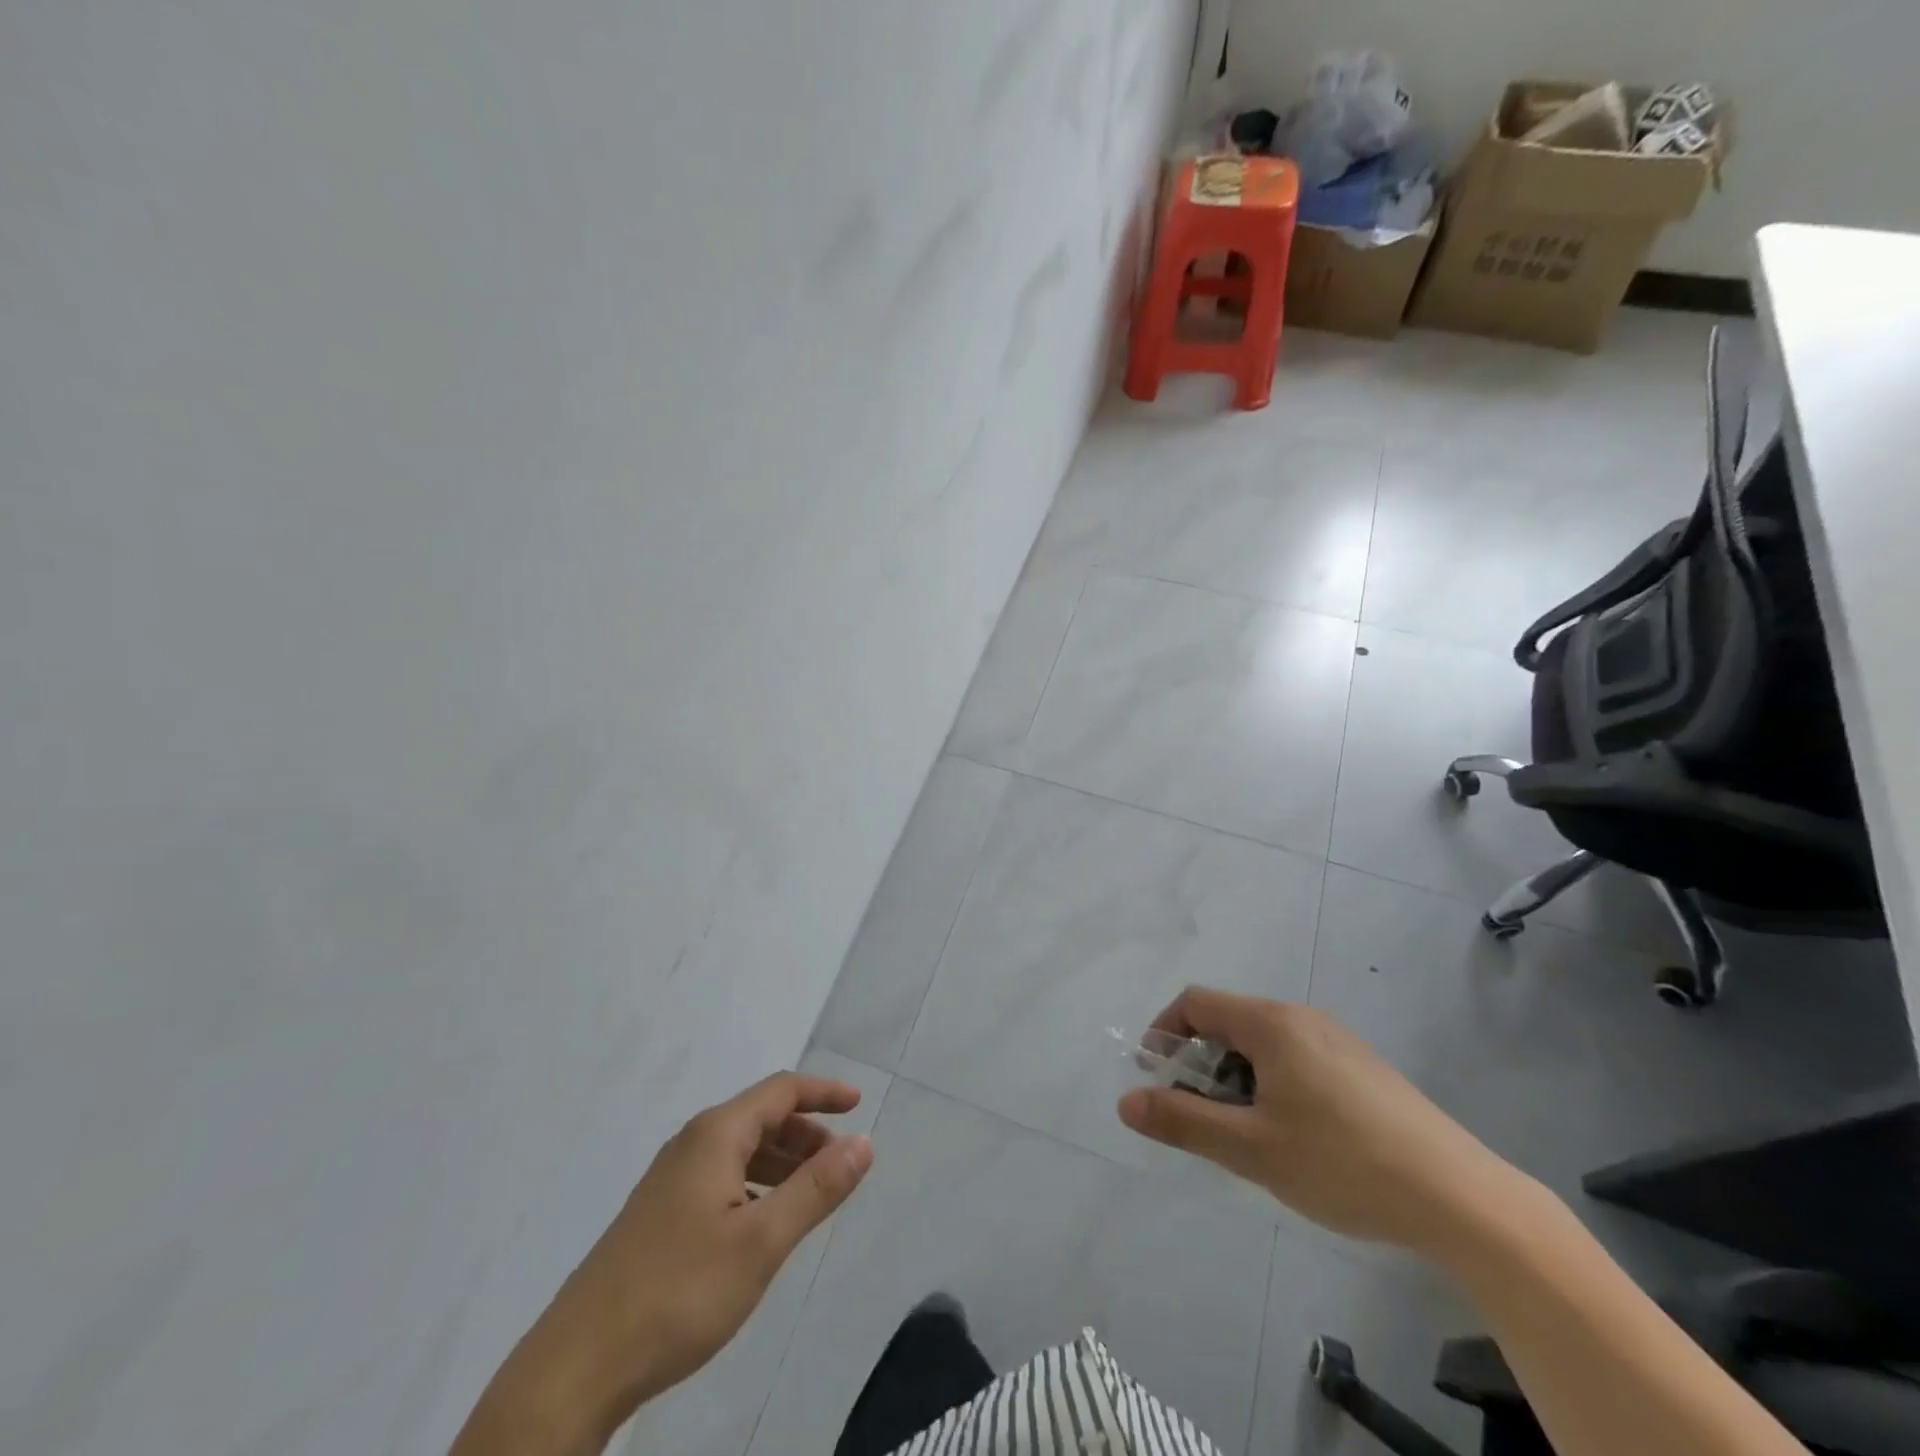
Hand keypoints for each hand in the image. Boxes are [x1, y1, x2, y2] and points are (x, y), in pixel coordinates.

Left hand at [453, 1073, 873, 1455]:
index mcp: (715, 1135)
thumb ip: (816, 1189)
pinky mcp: (657, 1215)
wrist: (575, 1368)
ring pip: (740, 1150)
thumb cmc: (678, 1293)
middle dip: (806, 1133)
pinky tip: (761, 1224)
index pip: (781, 1090)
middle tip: (840, 1165)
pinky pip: (721, 1178)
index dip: (823, 1093)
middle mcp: (691, 1144)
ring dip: (781, 1161)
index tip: (859, 1104)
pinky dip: (755, 1185)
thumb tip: (864, 1141)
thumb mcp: (761, 1241)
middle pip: (761, 1117)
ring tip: (810, 1196)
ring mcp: (669, 1180)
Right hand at [1116, 988, 1520, 1255]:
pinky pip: (1296, 1060)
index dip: (1164, 1035)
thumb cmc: (1342, 1163)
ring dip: (1236, 1079)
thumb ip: (1182, 1121)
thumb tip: (1126, 1101)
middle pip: (1228, 1023)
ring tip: (1248, 1137)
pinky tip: (1295, 1139)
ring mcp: (1337, 1040)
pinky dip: (1272, 1086)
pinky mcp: (1363, 1068)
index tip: (1155, 1079)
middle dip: (1200, 1065)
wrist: (1461, 1199)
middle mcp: (1302, 1017)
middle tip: (1201, 1119)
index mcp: (1271, 1023)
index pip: (1195, 1003)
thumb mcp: (1250, 1149)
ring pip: (1263, 1046)